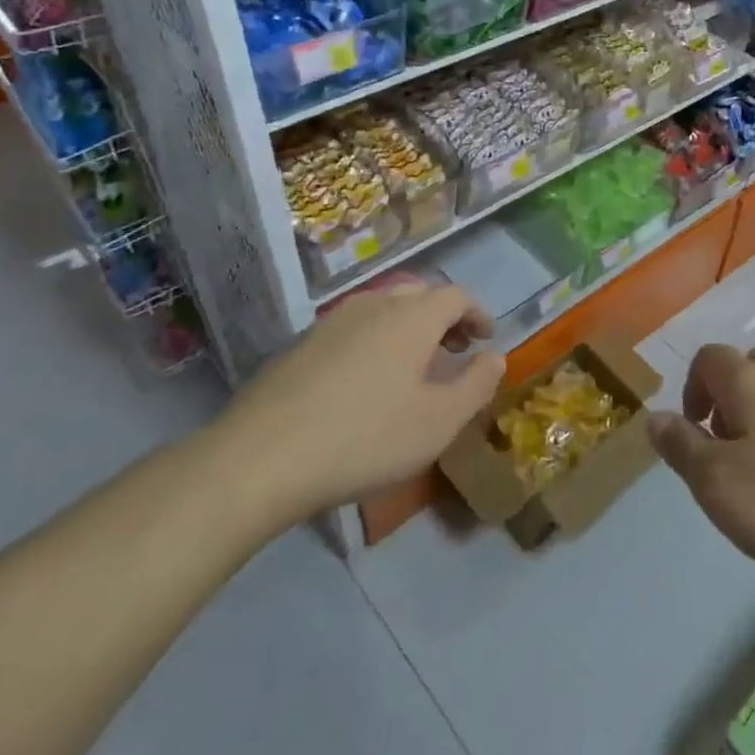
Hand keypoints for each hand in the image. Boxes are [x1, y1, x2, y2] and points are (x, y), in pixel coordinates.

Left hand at [209, 284, 503, 529]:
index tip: (486, 338)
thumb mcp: (438, 423)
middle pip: (418, 296)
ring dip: (409, 329)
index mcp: (411, 317)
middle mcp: (373, 305)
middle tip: (454, 350)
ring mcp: (331, 322)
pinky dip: (376, 341)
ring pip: (383, 310)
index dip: (477, 313)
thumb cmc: (365, 437)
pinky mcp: (301, 344)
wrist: (261, 458)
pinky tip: (367, 382)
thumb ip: (476, 385)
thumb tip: (493, 358)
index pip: (455, 296)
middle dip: (444, 318)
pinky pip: (353, 329)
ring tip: (414, 367)